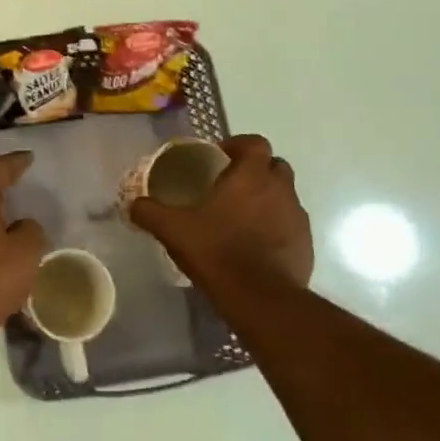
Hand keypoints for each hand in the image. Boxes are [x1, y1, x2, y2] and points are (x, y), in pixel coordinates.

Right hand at [128, 135, 313, 296]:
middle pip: (275, 166)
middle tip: (230, 186)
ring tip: (240, 218)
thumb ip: (150, 212)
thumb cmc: (217, 251)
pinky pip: (290, 226)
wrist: (260, 298)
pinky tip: (254, 245)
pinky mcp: (306, 245)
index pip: (255, 143)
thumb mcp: (173, 230)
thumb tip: (133, 204)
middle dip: (255, 171)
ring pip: (284, 196)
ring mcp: (297, 218)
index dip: (238, 145)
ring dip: (267, 200)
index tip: (220, 157)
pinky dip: (275, 227)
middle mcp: (280, 190)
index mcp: (251, 176)